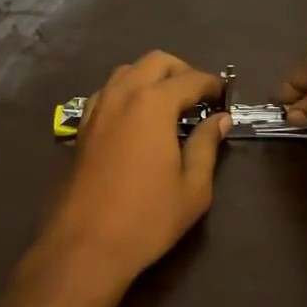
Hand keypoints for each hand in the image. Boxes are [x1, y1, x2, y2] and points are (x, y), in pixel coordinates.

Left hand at [37, 51, 229, 297]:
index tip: (224, 95)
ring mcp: (97, 108)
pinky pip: (107, 92)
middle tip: (198, 96)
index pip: (190, 79)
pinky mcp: (82, 127)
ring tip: (168, 104)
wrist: (85, 245)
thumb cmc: (147, 218)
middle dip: (181, 70)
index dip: (211, 84)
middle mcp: (122, 94)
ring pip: (126, 71)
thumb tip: (219, 119)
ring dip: (150, 77)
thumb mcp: (192, 187)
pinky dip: (126, 92)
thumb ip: (207, 145)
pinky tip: (135, 119)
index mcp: (153, 104)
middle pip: (155, 61)